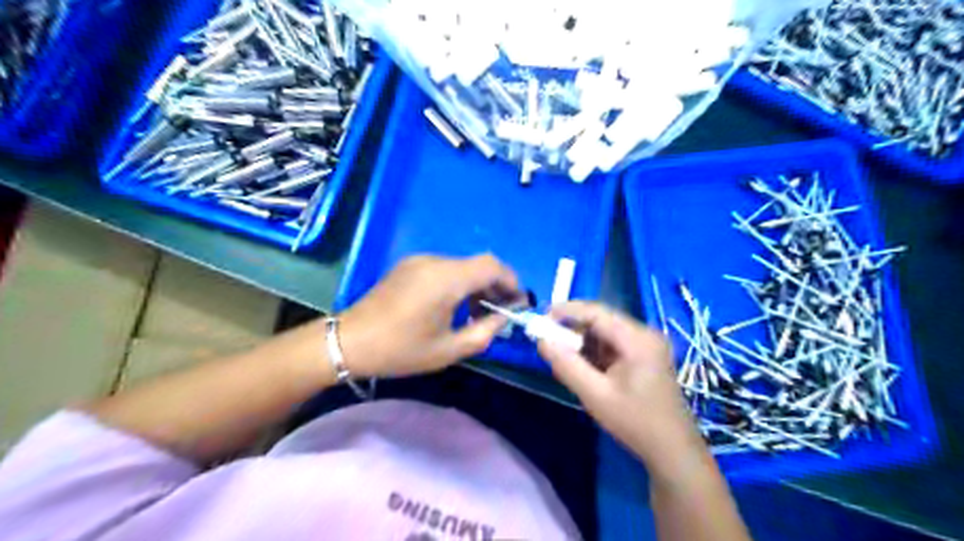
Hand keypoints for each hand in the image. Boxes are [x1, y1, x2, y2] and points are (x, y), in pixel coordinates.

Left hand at [339, 256, 519, 378]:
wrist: (349, 341)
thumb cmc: (401, 350)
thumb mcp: (448, 349)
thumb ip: (484, 332)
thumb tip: (504, 318)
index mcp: (447, 279)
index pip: (492, 266)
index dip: (511, 280)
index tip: (518, 303)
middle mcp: (435, 262)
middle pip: (478, 264)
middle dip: (496, 285)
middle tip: (502, 312)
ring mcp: (419, 261)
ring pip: (462, 266)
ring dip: (477, 286)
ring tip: (479, 314)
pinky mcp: (408, 266)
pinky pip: (444, 269)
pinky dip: (459, 283)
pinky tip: (455, 306)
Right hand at [538, 301, 706, 466]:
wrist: (673, 451)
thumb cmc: (635, 422)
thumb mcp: (595, 395)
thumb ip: (566, 365)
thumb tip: (542, 341)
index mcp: (637, 339)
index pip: (596, 312)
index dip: (567, 311)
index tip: (541, 318)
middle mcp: (645, 334)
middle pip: (602, 319)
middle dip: (573, 327)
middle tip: (548, 339)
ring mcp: (647, 344)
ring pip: (606, 331)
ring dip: (582, 340)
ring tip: (562, 355)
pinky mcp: (645, 356)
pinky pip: (613, 344)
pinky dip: (594, 350)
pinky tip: (583, 365)